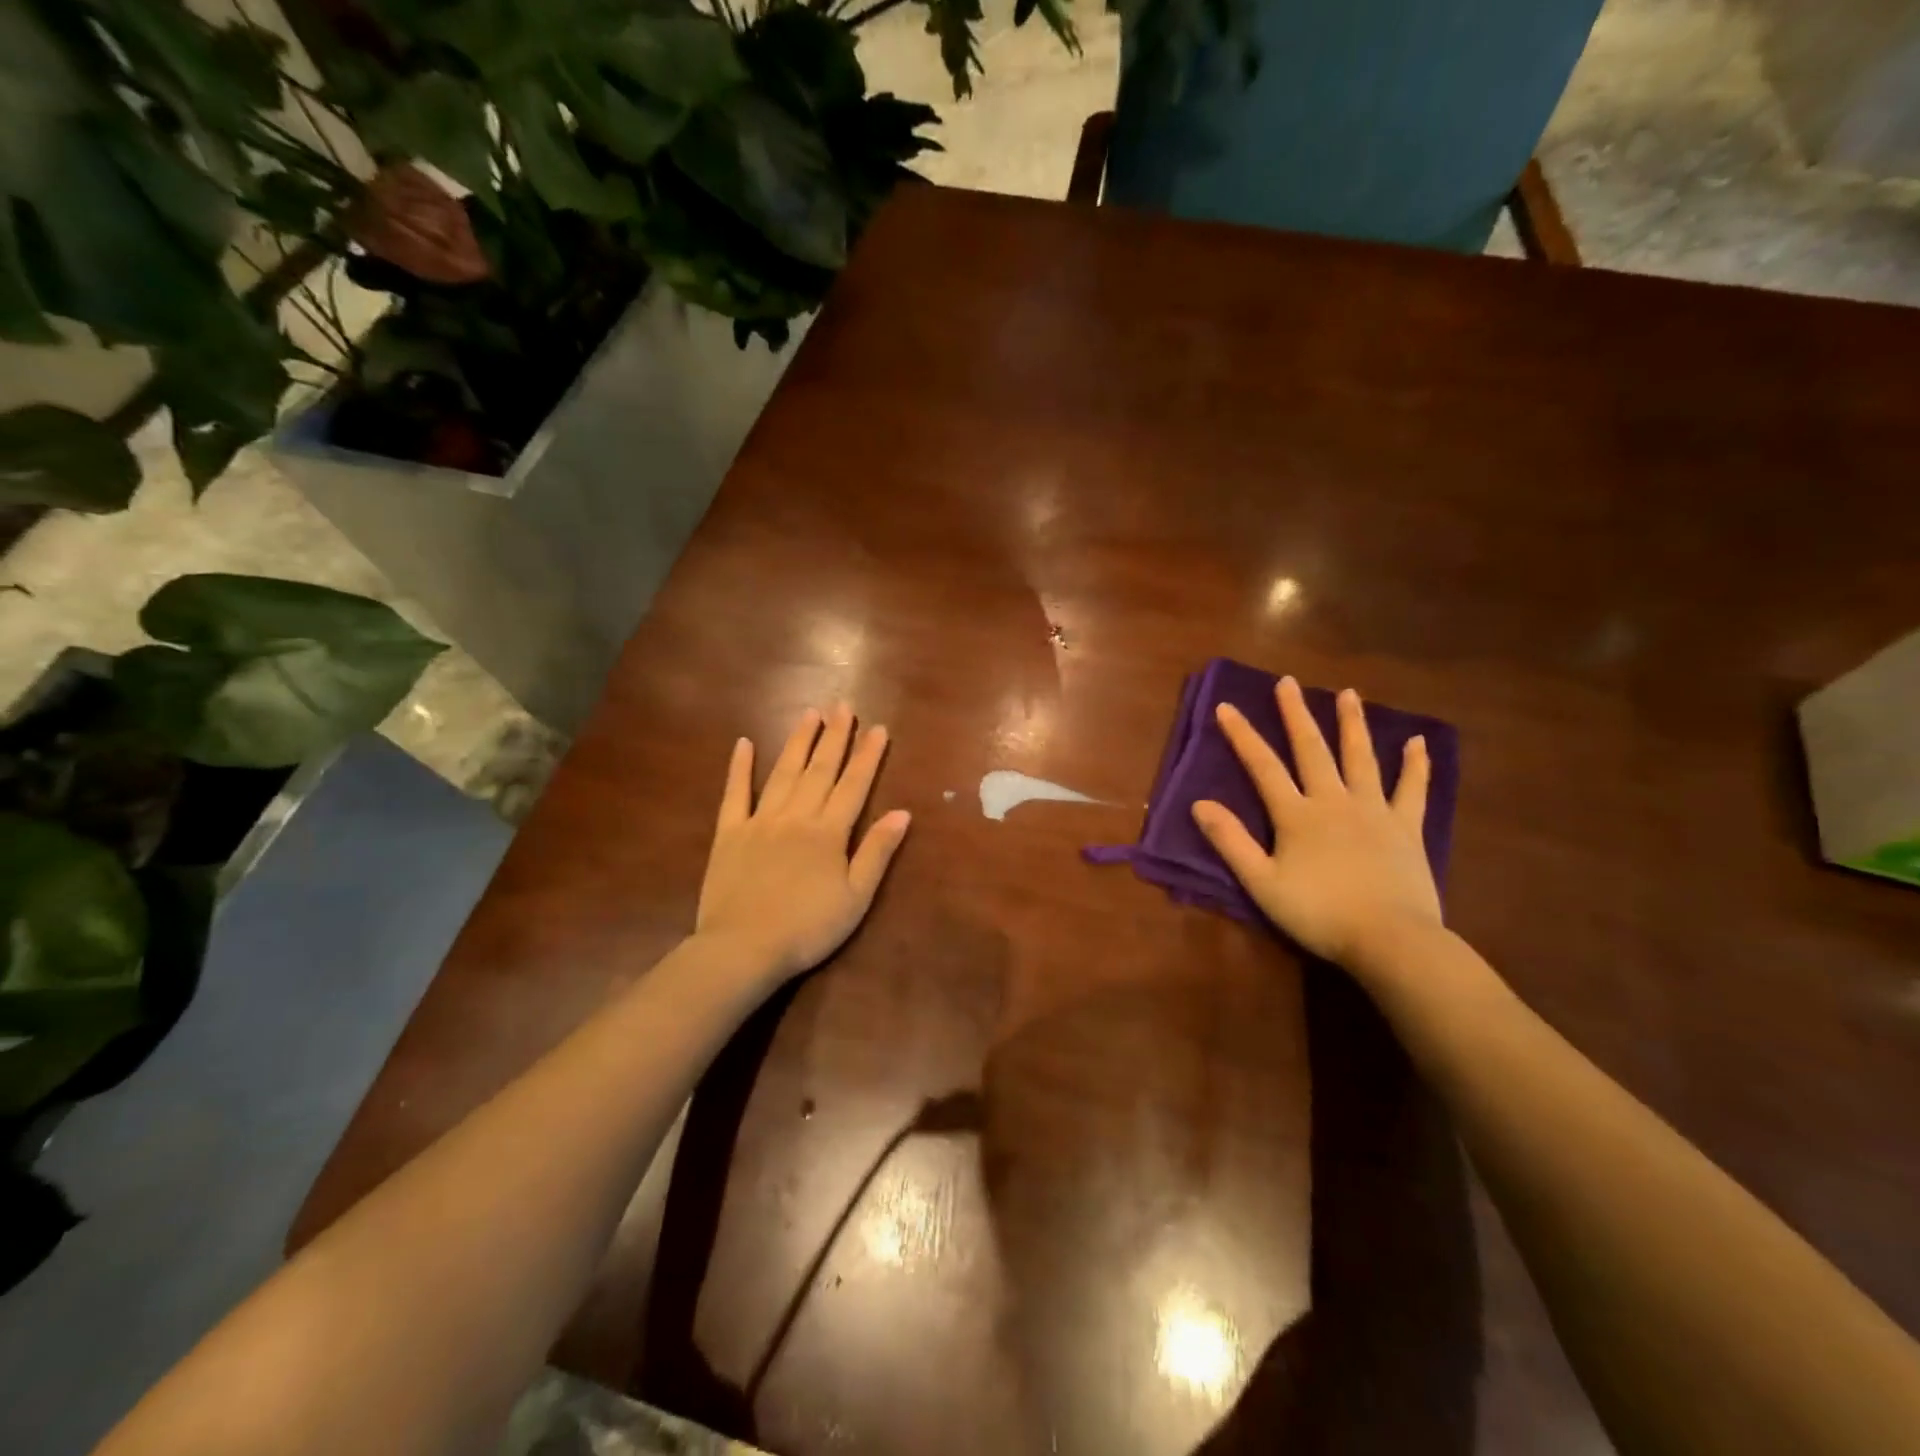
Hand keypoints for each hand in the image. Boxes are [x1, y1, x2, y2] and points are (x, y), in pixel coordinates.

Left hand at [696, 704, 911, 980]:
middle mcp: (796, 816)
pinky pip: (735, 794)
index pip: (854, 785)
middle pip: (820, 769)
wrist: (742, 948)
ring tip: (810, 713)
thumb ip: (877, 852)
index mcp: (828, 832)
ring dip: (798, 741)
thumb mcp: (856, 897)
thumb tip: (902, 812)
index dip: (867, 756)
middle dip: (835, 736)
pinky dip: (739, 768)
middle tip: (843, 705)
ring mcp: (760, 821)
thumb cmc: (807, 928)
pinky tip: (744, 743)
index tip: (878, 728)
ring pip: (783, 772)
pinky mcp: (729, 833)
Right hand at [1192, 677, 1440, 965]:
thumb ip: (1231, 842)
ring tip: (1348, 694)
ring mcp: (1374, 811)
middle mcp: (1334, 801)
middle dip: (1296, 715)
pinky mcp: (1407, 828)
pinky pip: (1412, 789)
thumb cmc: (1319, 913)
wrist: (1390, 940)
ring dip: (1352, 724)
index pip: (1263, 767)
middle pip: (1312, 750)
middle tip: (1287, 682)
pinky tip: (1417, 742)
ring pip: (1361, 758)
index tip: (1226, 706)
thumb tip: (1200, 804)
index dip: (1243, 736)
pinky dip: (1415, 765)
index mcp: (1297, 815)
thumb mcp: (1262, 883)